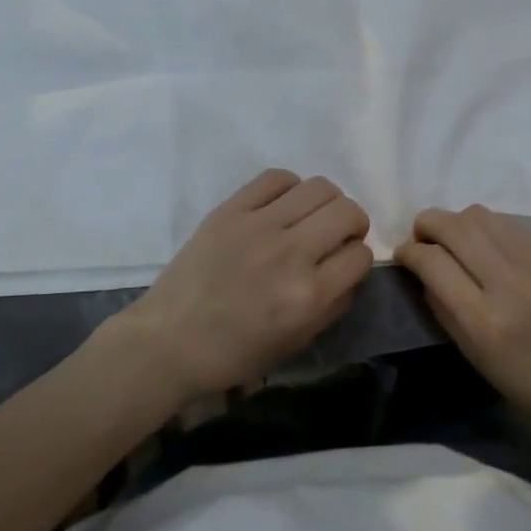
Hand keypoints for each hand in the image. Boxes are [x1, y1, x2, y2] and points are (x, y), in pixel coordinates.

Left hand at [120, 169, 371, 403]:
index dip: (359, 259)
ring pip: (319, 187)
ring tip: (312, 217)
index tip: (345, 263)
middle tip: (338, 236)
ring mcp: (258, 225)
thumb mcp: (297, 343)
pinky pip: (276, 177)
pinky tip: (283, 205)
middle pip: (347, 212)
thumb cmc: (234, 353)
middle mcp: (290, 253)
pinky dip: (291, 187)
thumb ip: (333, 305)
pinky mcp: (231, 209)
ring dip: (327, 202)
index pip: (361, 255)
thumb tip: (350, 269)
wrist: (169, 340)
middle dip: (354, 224)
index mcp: (308, 296)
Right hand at [396, 205, 530, 435]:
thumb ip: (440, 306)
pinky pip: (506, 222)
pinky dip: (485, 226)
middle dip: (426, 225)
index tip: (402, 255)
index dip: (408, 252)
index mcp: (484, 318)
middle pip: (453, 226)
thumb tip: (420, 269)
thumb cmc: (525, 381)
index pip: (432, 262)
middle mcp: (508, 281)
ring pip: (479, 215)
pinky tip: (484, 243)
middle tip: (421, 238)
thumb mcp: (472, 354)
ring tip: (452, 240)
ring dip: (455, 221)